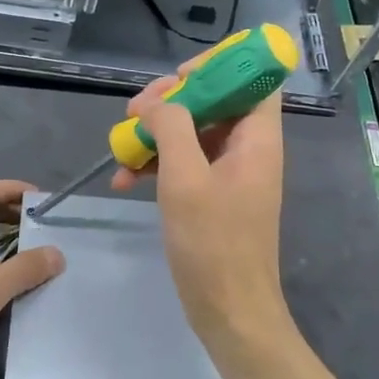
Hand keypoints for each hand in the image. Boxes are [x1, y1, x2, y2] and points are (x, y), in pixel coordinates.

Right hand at [111, 68, 292, 362]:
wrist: (229, 312)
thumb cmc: (213, 244)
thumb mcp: (186, 179)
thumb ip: (173, 128)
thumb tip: (158, 104)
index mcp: (258, 138)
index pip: (254, 78)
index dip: (222, 66)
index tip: (179, 76)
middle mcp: (249, 149)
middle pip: (215, 101)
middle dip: (172, 102)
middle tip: (135, 112)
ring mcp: (231, 174)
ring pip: (194, 133)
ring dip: (157, 135)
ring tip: (121, 147)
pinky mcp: (213, 196)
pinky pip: (186, 164)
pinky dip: (157, 165)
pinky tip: (123, 179)